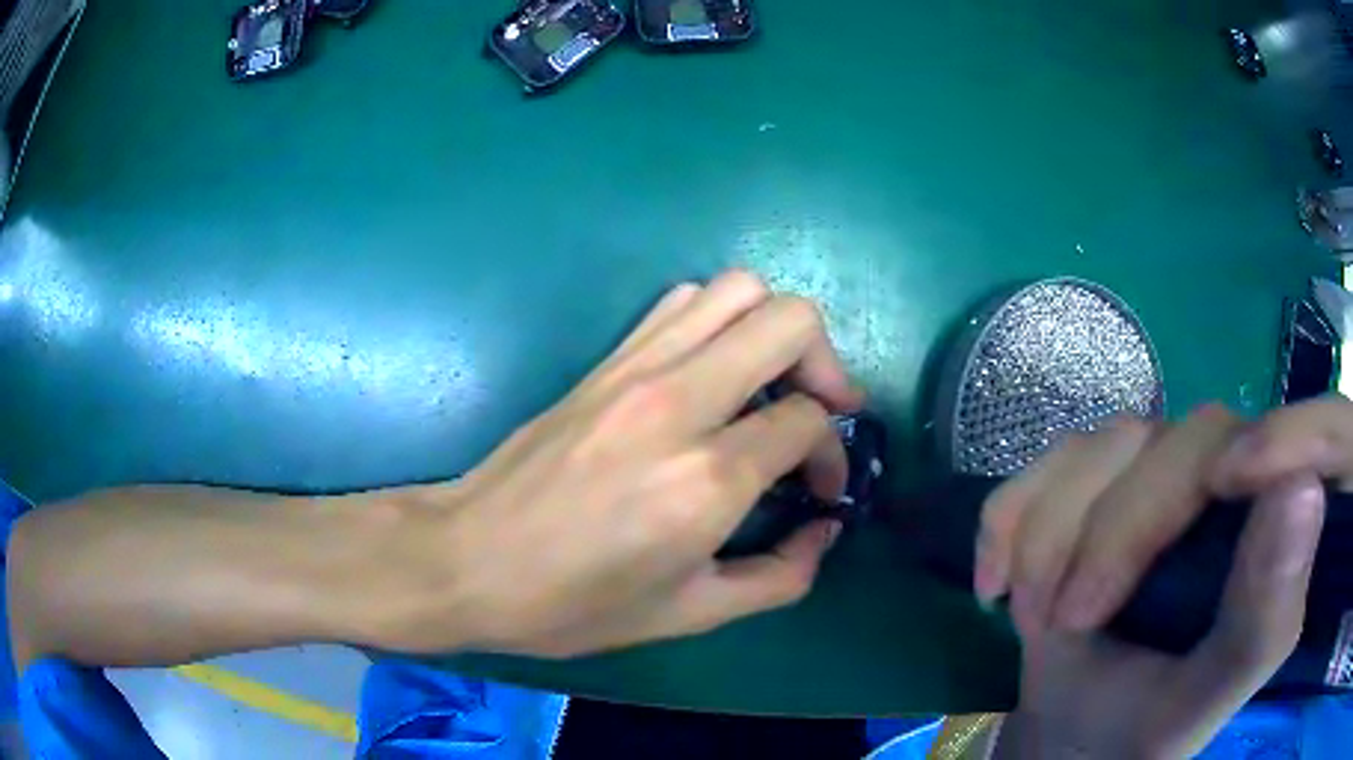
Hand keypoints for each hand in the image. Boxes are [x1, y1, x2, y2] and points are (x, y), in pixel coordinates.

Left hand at [376, 270, 861, 656]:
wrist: (469, 559)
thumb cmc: (573, 603)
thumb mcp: (689, 614)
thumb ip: (778, 577)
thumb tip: (825, 532)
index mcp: (707, 479)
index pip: (807, 419)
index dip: (831, 453)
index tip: (820, 489)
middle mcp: (679, 403)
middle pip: (789, 321)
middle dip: (826, 362)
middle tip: (819, 410)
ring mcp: (637, 369)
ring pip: (738, 289)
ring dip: (774, 328)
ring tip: (772, 383)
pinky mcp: (606, 360)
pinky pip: (682, 301)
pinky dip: (719, 319)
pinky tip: (714, 372)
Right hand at [974, 402, 1334, 757]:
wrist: (1064, 730)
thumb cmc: (1139, 728)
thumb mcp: (1197, 704)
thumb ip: (1260, 621)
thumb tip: (1303, 486)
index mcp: (1279, 532)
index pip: (1315, 431)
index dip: (1279, 438)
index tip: (1224, 488)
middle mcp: (1234, 479)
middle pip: (1185, 442)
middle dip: (1113, 534)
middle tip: (1063, 623)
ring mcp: (1162, 467)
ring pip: (1107, 446)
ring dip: (1051, 538)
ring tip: (1034, 618)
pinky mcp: (1099, 474)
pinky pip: (1050, 460)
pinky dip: (1009, 519)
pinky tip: (995, 581)